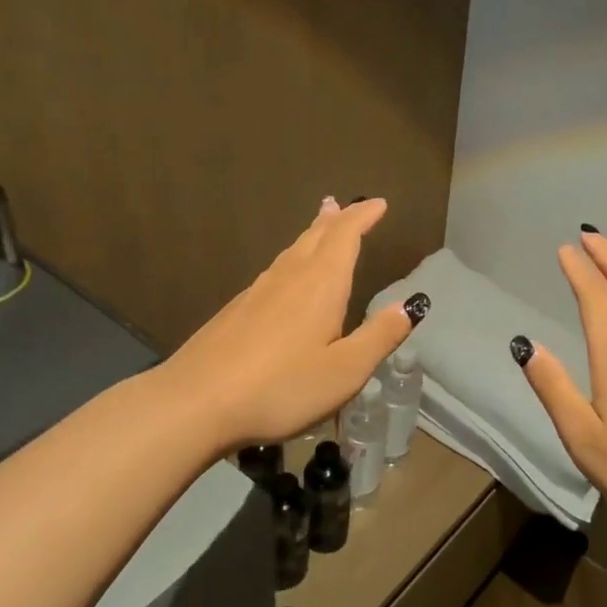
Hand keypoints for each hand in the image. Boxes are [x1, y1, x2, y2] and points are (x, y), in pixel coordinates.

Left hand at [156, 197, 427, 453]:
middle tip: (342, 204)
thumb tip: (411, 305)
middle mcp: (289, 278)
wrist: (195, 403)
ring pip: (291, 252)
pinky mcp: (235, 311)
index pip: (345, 236)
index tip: (378, 203)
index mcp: (321, 285)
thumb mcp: (345, 371)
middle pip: (315, 237)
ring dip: (310, 236)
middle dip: (334, 219)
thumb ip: (379, 336)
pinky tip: (285, 277)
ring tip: (319, 226)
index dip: (362, 216)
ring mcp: (257, 293)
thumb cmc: (281, 387)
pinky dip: (290, 260)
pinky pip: (274, 272)